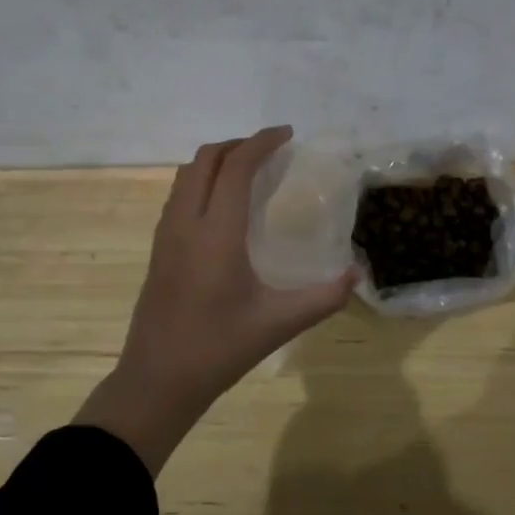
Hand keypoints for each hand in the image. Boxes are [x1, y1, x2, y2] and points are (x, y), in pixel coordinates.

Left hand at [75, 127, 357, 473]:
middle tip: (271, 150)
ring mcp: (166, 234)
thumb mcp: (279, 323)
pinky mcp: (158, 249)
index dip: (261, 143)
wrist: (157, 380)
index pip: (236, 168)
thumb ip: (324, 297)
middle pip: (205, 159)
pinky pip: (179, 195)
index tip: (287, 134)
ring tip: (249, 171)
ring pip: (186, 175)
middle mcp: (186, 223)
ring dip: (217, 161)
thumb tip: (357, 274)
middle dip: (238, 144)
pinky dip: (203, 181)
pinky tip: (224, 206)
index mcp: (216, 233)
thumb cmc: (219, 349)